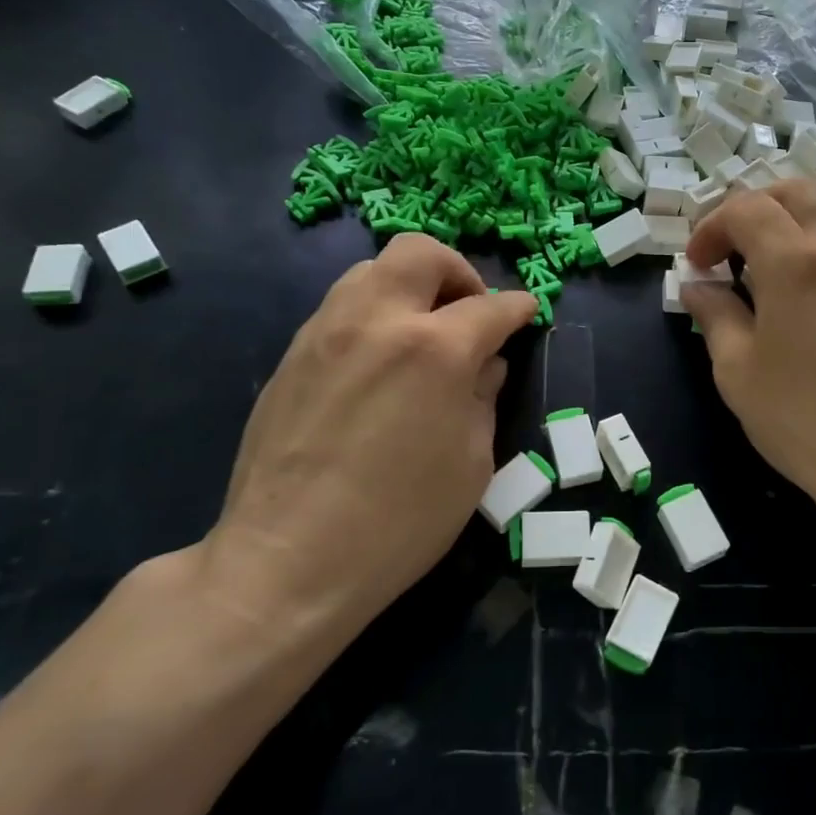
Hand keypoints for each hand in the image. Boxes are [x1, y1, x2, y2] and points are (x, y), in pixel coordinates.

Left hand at [202, 234, 537, 653]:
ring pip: (372, 270)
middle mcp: (378, 321)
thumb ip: (483, 398)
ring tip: (422, 333)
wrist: (288, 560)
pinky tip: (379, 362)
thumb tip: (486, 364)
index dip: (518, 307)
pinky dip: (374, 314)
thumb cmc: (399, 523)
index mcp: (436, 350)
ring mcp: (326, 332)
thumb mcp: (471, 464)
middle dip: (458, 272)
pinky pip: (341, 307)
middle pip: (421, 253)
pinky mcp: (292, 355)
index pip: (490, 306)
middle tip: (469, 312)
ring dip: (409, 287)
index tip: (527, 313)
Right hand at [682, 181, 815, 536]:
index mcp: (794, 262)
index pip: (745, 208)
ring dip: (800, 212)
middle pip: (794, 190)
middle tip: (732, 248)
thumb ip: (714, 315)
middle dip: (752, 208)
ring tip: (781, 251)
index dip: (711, 227)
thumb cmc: (803, 419)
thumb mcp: (737, 371)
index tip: (698, 264)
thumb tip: (697, 286)